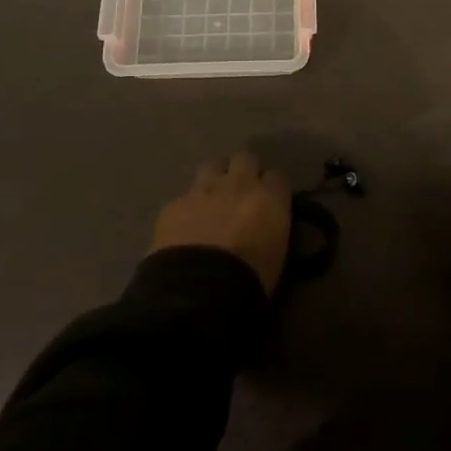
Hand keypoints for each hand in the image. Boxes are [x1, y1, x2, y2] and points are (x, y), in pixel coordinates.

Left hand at [150, 153, 292, 294]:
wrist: (199, 292)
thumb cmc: (250, 281)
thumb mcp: (276, 253)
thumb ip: (272, 226)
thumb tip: (264, 224)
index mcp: (269, 198)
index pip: (277, 176)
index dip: (271, 188)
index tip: (268, 202)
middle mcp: (238, 184)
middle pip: (244, 159)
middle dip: (243, 172)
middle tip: (240, 194)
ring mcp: (203, 190)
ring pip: (211, 167)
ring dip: (214, 180)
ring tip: (212, 201)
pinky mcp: (174, 205)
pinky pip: (183, 198)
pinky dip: (187, 209)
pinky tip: (184, 228)